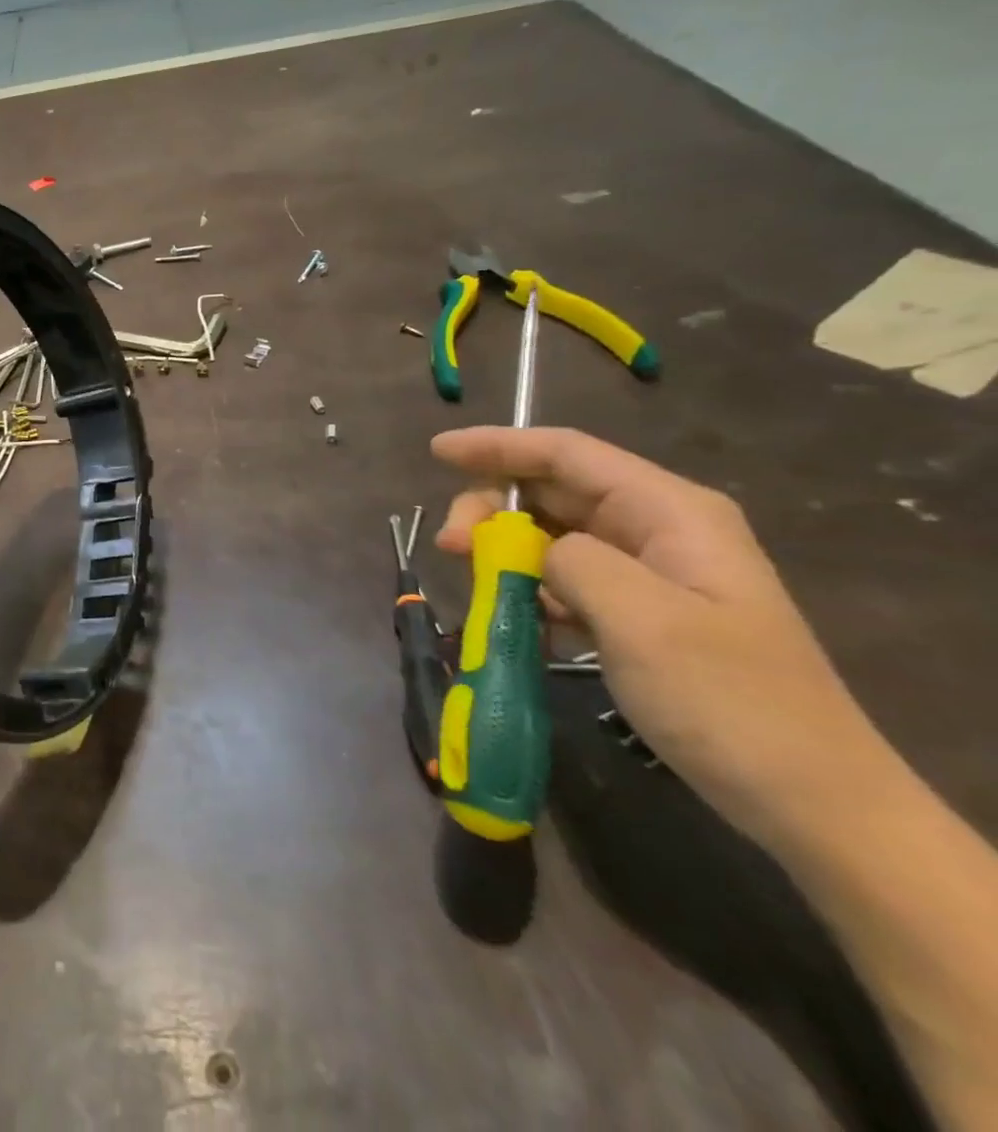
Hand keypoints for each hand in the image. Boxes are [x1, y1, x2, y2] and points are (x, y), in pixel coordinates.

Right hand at [431, 427, 888, 856]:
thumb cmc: (729, 702)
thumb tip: (531, 548)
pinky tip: (515, 619)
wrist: (810, 802)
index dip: (497, 446)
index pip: (566, 454)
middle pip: (551, 491)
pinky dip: (528, 589)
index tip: (436, 453)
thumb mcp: (643, 621)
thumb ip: (573, 561)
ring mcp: (649, 572)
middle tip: (451, 548)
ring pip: (550, 535)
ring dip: (504, 553)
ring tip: (480, 589)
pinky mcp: (637, 613)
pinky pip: (563, 580)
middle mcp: (657, 529)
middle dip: (491, 508)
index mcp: (670, 512)